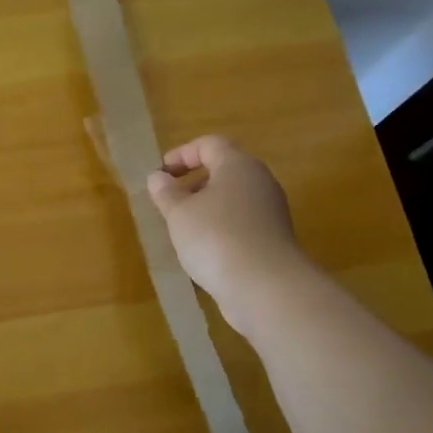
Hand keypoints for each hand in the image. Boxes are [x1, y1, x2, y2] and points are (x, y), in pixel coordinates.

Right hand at [146, 135, 306, 334]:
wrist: (265, 287)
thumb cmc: (216, 238)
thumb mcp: (179, 213)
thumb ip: (166, 192)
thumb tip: (158, 177)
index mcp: (238, 165)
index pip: (209, 144)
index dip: (182, 154)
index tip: (161, 174)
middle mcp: (260, 182)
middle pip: (224, 170)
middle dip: (194, 182)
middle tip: (170, 201)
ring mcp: (271, 212)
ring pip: (233, 199)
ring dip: (206, 208)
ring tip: (182, 229)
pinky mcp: (273, 239)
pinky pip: (242, 223)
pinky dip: (221, 228)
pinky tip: (204, 250)